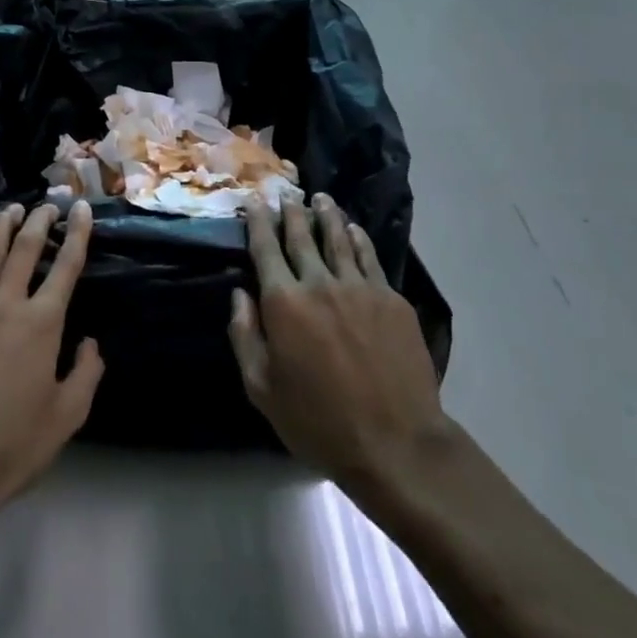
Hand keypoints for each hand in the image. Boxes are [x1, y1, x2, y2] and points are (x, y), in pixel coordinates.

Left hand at [0, 202, 103, 528]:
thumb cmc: (12, 444)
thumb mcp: (66, 416)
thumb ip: (86, 373)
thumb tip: (90, 342)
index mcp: (42, 323)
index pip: (66, 265)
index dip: (78, 233)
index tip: (83, 208)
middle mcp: (6, 305)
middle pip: (25, 249)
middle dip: (39, 221)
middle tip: (48, 205)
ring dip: (2, 228)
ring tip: (11, 209)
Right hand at [229, 194, 449, 493]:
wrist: (396, 443)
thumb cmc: (319, 422)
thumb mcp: (262, 389)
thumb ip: (245, 336)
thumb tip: (240, 294)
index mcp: (285, 303)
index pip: (266, 249)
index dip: (259, 221)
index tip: (255, 201)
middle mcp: (320, 283)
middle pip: (302, 236)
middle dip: (291, 212)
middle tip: (286, 194)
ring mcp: (360, 287)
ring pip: (339, 239)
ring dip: (326, 215)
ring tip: (320, 198)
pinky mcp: (391, 299)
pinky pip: (370, 257)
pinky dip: (358, 238)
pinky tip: (354, 230)